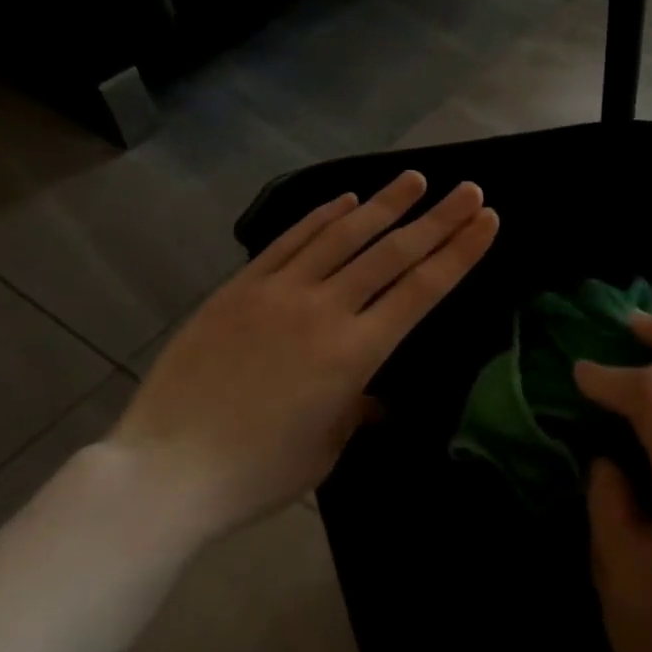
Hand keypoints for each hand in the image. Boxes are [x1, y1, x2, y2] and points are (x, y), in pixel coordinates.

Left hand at [113, 171, 497, 538]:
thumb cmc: (256, 473)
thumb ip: (356, 409)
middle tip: (468, 190)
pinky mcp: (241, 288)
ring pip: (343, 235)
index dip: (459, 252)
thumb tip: (373, 394)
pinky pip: (290, 241)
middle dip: (437, 219)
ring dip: (384, 205)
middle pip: (392, 253)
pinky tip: (346, 199)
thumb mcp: (326, 448)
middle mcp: (324, 310)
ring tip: (414, 179)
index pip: (421, 290)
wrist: (165, 470)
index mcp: (355, 354)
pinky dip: (322, 217)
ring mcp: (279, 292)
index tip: (486, 221)